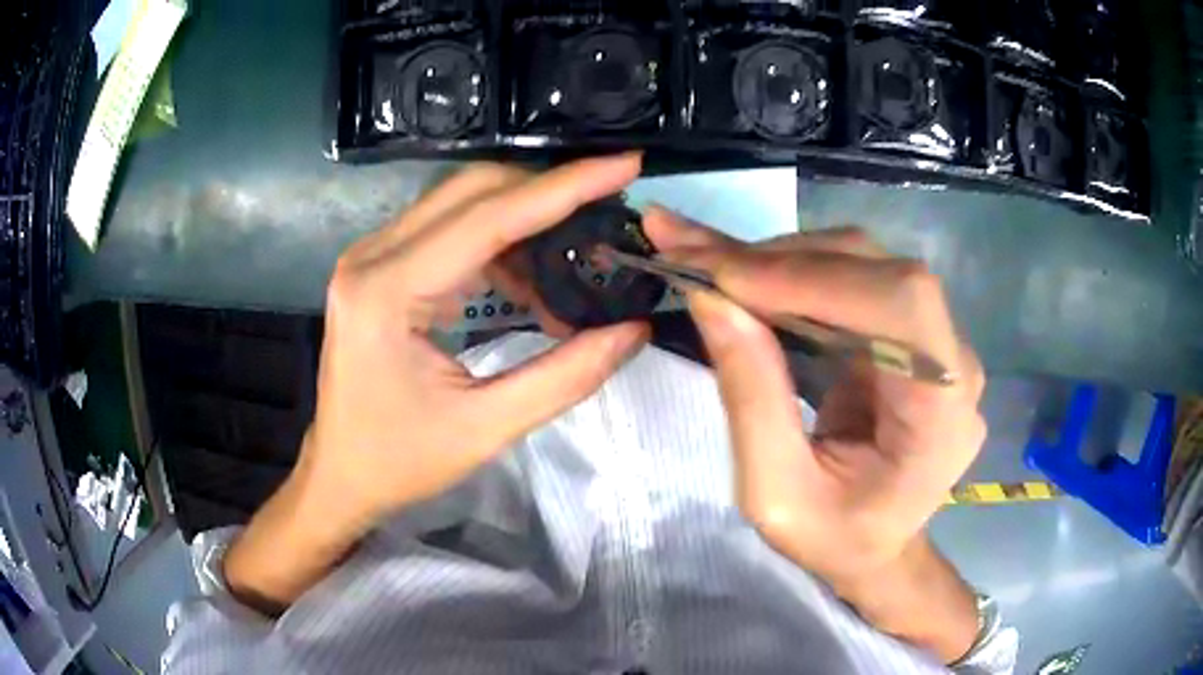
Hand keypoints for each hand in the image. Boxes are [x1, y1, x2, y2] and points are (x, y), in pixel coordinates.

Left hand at [224, 155, 648, 611]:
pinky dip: (496, 241)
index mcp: (387, 292)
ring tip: (569, 261)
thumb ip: (565, 377)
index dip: (565, 187)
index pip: (488, 217)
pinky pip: (447, 227)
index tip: (625, 165)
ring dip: (522, 218)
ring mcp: (370, 255)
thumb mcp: (486, 429)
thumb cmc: (400, 460)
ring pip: (460, 201)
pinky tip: (524, 280)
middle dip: (546, 193)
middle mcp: (372, 255)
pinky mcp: (378, 265)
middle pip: (472, 190)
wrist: (340, 474)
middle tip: (605, 214)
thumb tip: (632, 329)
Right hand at [644, 210, 985, 660]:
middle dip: (778, 260)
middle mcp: (952, 359)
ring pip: (859, 262)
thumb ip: (752, 399)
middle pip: (876, 270)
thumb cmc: (835, 540)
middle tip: (688, 252)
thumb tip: (711, 298)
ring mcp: (933, 338)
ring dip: (776, 260)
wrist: (875, 548)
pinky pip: (848, 279)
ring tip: (702, 259)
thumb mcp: (777, 496)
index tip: (720, 277)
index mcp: (944, 411)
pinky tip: (738, 272)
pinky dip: (787, 272)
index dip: (813, 277)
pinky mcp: (903, 330)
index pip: (898, 305)